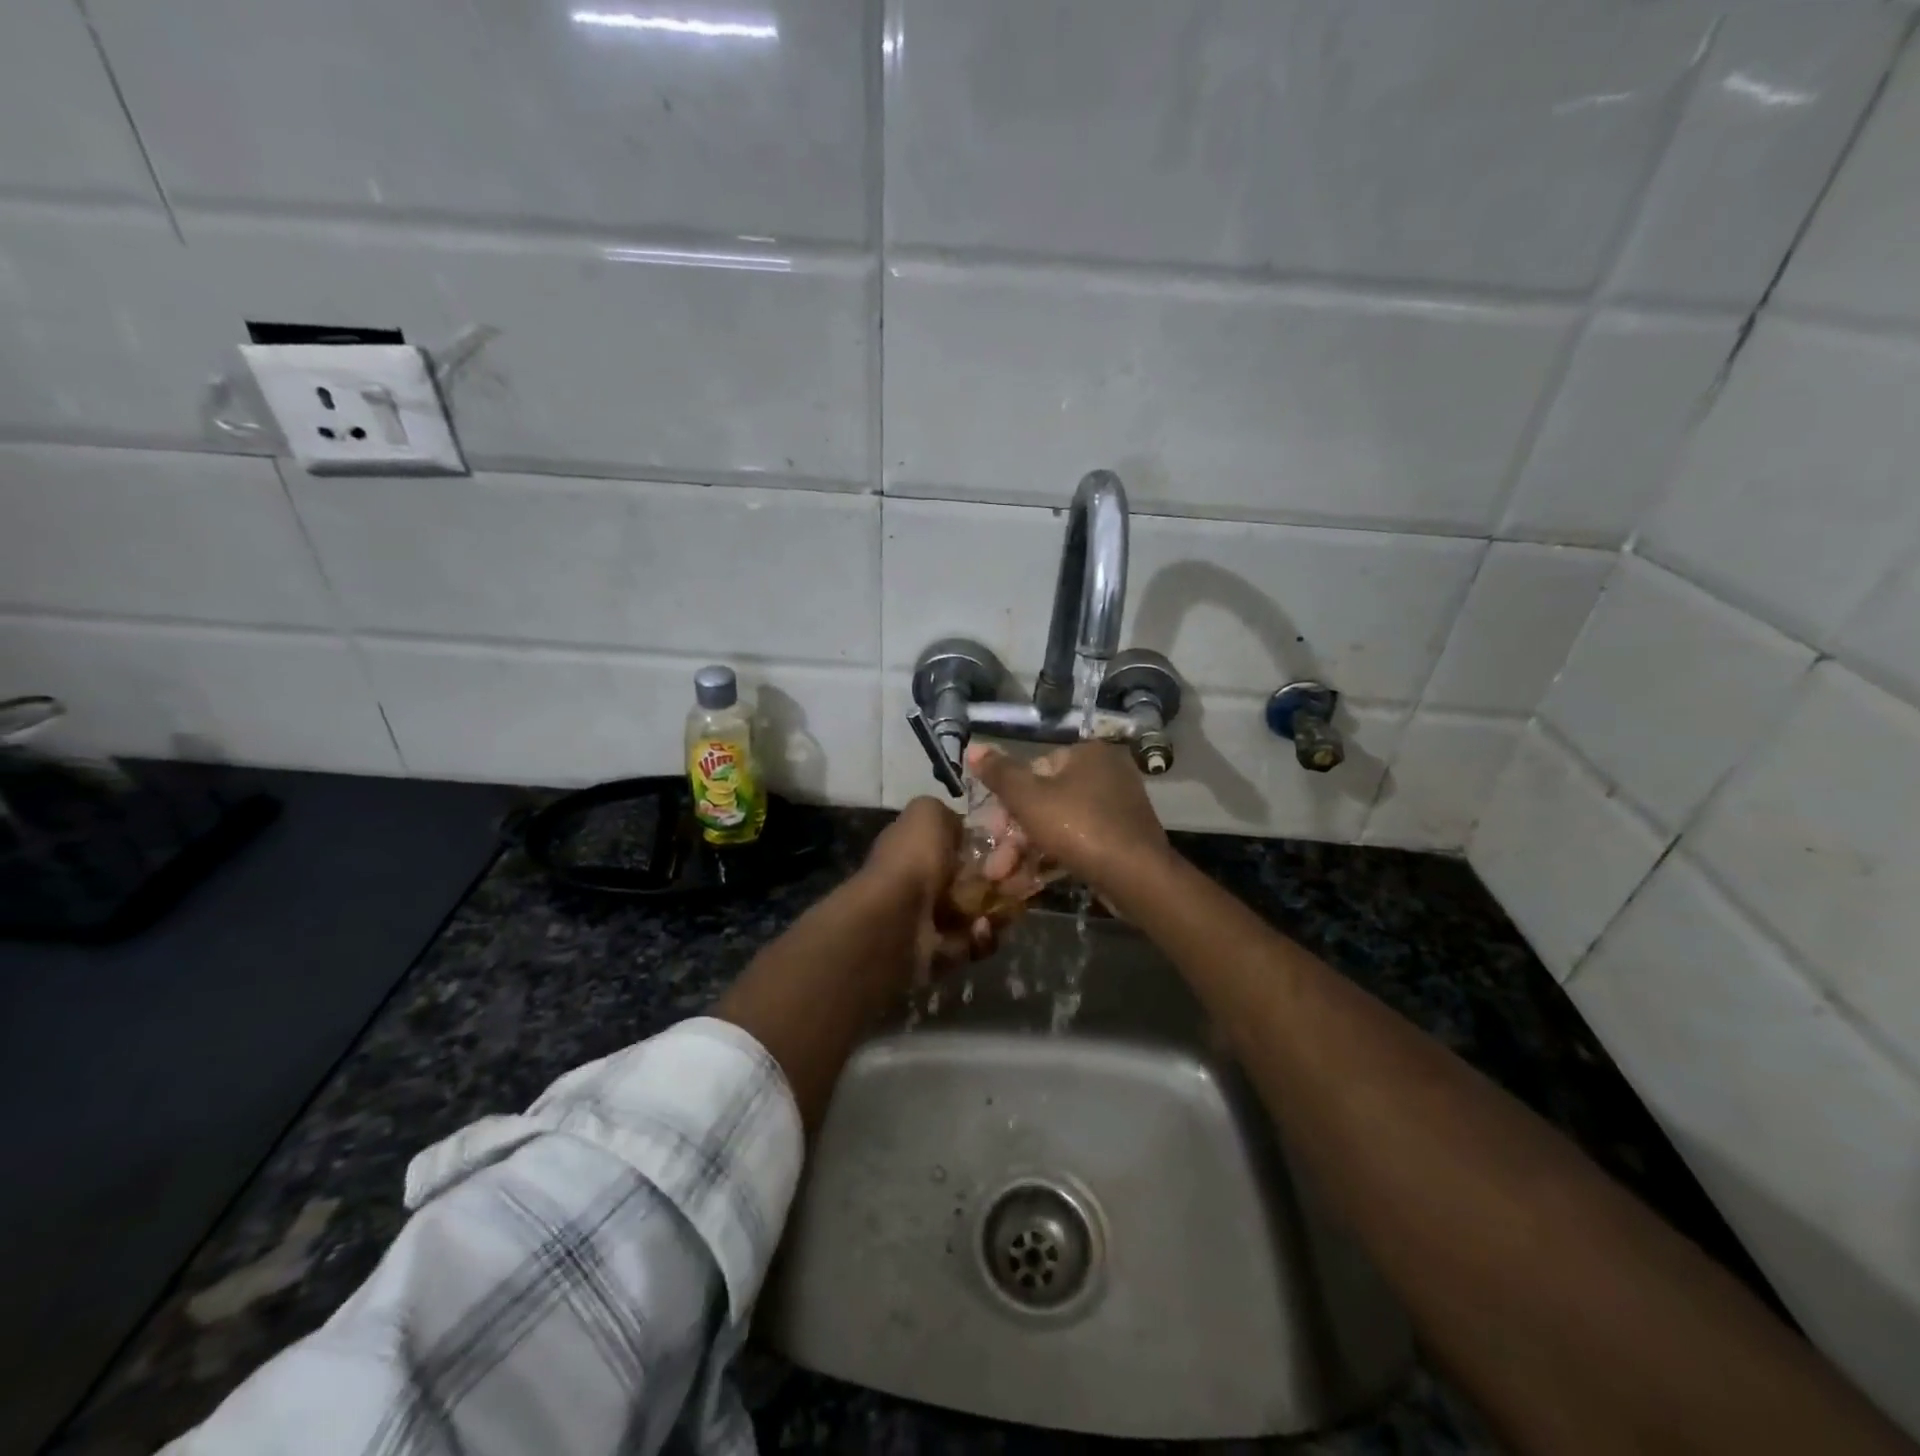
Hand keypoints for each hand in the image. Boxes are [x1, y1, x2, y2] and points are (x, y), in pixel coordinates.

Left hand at [863, 797, 996, 975]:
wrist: (895, 920)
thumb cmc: (913, 860)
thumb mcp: (927, 812)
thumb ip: (946, 813)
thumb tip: (961, 828)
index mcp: (918, 847)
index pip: (963, 843)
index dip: (992, 842)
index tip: (1013, 843)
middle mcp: (925, 881)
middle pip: (979, 877)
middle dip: (1004, 876)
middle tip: (1020, 876)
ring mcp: (933, 918)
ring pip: (983, 909)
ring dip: (1000, 907)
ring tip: (1007, 904)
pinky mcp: (944, 952)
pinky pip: (977, 941)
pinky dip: (983, 935)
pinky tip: (980, 928)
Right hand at [965, 740, 1172, 896]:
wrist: (1136, 876)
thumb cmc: (1078, 826)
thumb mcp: (1028, 798)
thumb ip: (999, 774)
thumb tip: (973, 747)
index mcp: (1087, 754)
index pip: (1034, 769)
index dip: (1007, 803)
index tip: (991, 833)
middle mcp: (1106, 773)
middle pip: (1045, 801)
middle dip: (1013, 837)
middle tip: (995, 866)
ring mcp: (1117, 807)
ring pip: (1059, 826)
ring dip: (1027, 853)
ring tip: (1004, 881)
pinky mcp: (1122, 838)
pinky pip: (1079, 842)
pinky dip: (1053, 858)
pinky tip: (1028, 884)